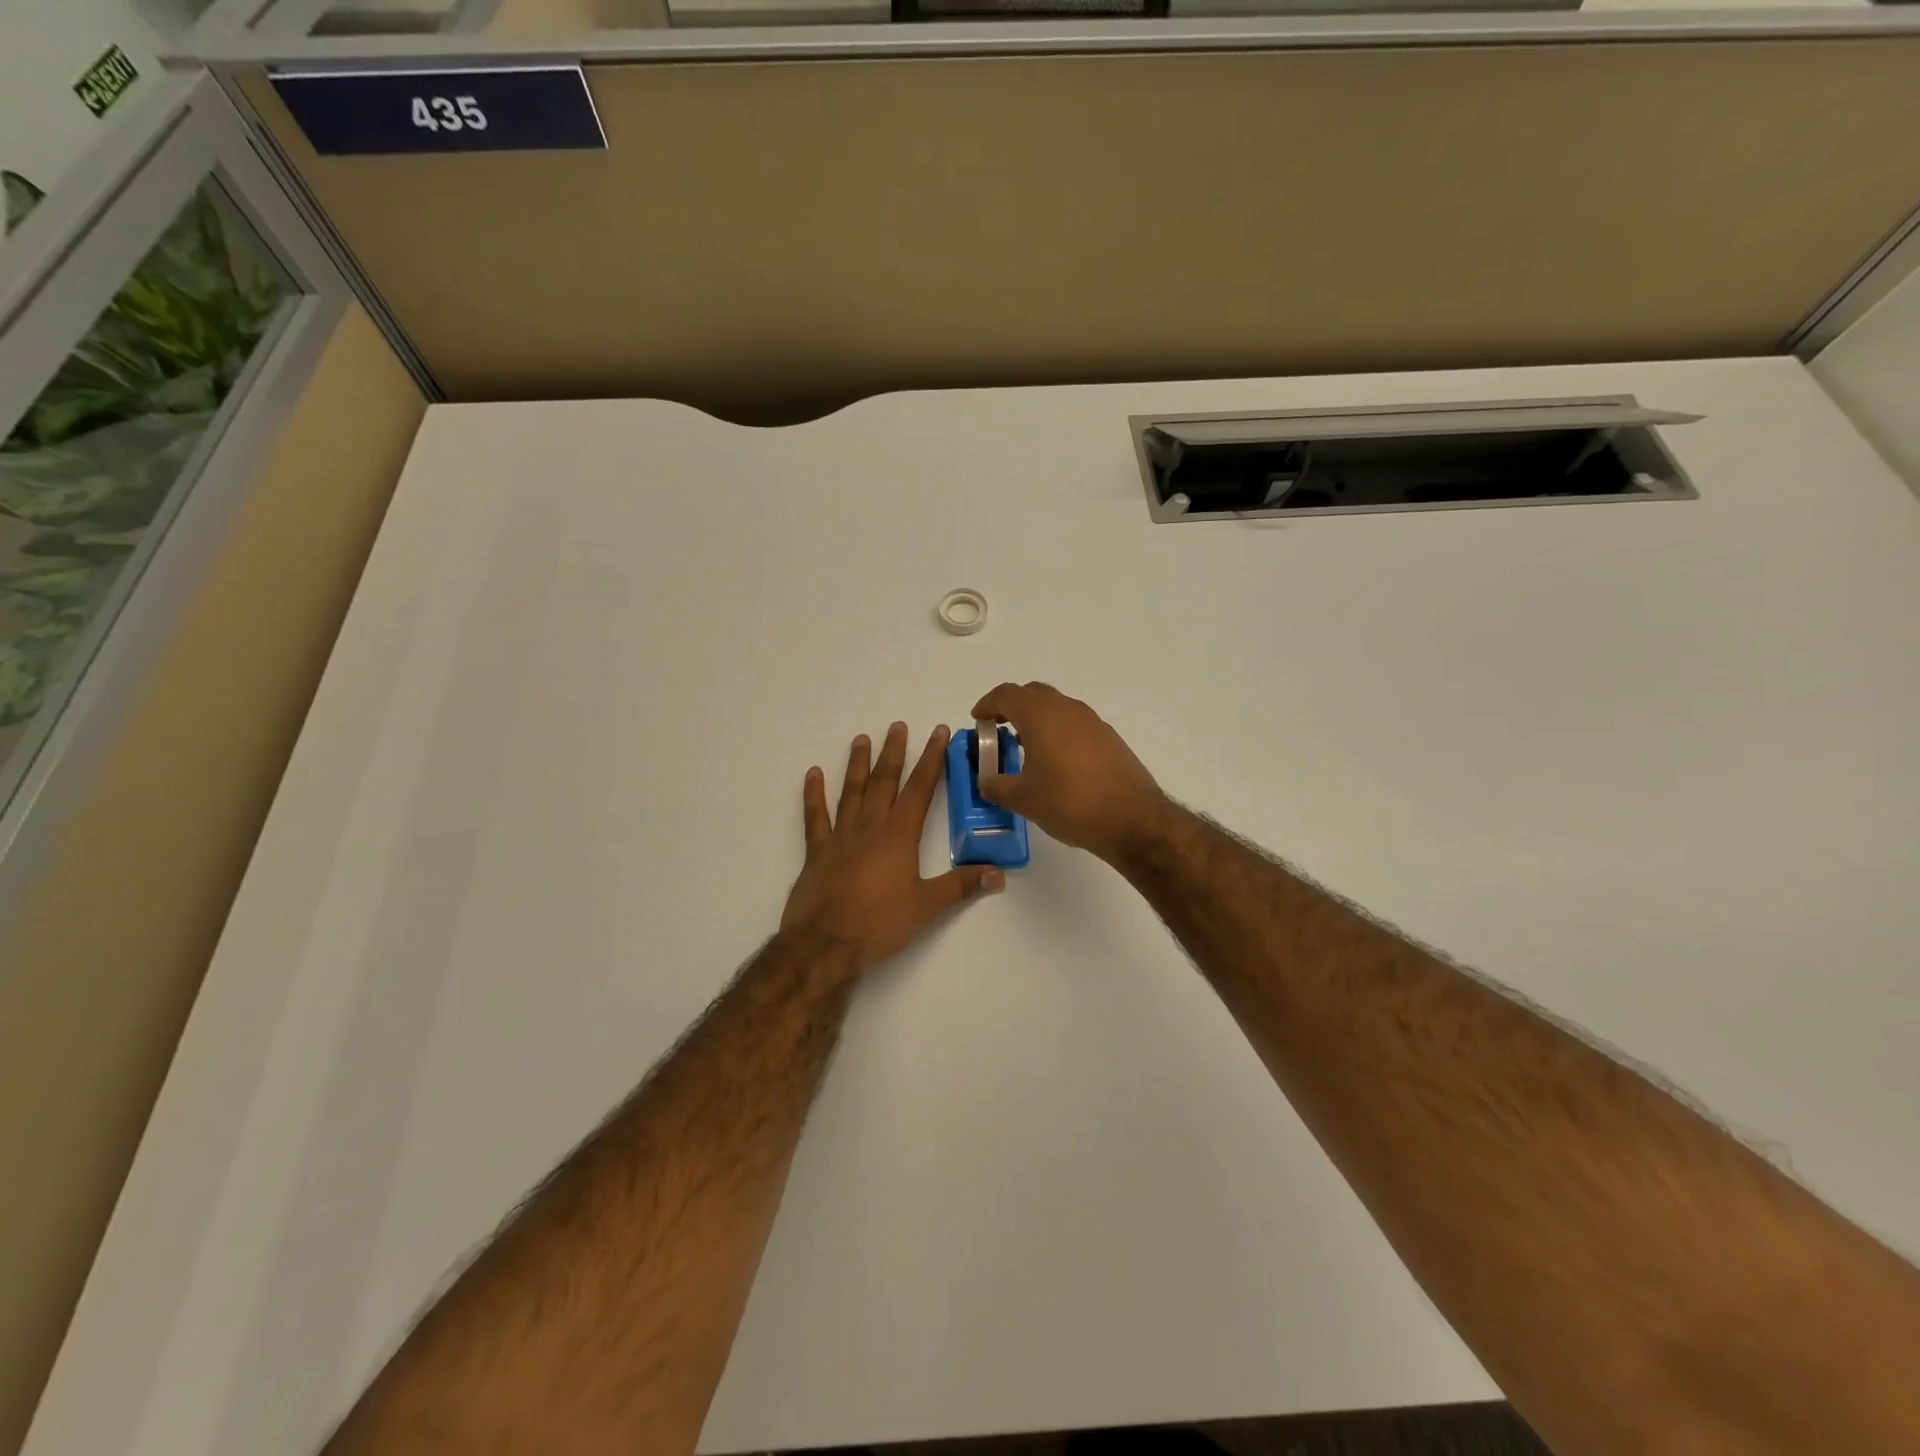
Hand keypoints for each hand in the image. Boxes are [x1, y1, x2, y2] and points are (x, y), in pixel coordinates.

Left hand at [780, 722, 1003, 972]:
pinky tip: (813, 774)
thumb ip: (962, 886)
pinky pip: (815, 818)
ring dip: (857, 764)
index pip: (919, 789)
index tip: (938, 733)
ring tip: (861, 739)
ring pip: (851, 792)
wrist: (825, 944)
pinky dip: (813, 795)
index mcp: (899, 836)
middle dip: (894, 752)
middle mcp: (870, 827)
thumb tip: (1000, 874)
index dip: (931, 759)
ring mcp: (840, 837)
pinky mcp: (817, 852)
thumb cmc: (879, 924)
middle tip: (898, 726)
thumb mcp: (927, 906)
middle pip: (884, 782)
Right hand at [971, 682, 1172, 863]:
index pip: (1007, 694)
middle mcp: (1068, 709)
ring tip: (1026, 747)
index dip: (987, 704)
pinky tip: (1056, 762)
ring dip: (1038, 719)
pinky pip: (1075, 724)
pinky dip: (1059, 732)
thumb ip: (997, 786)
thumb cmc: (1069, 802)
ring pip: (1057, 708)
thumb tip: (987, 783)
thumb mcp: (1022, 799)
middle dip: (1012, 707)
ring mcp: (1093, 722)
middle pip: (1033, 694)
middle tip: (999, 730)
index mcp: (1041, 716)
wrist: (1131, 819)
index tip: (978, 720)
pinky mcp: (1110, 739)